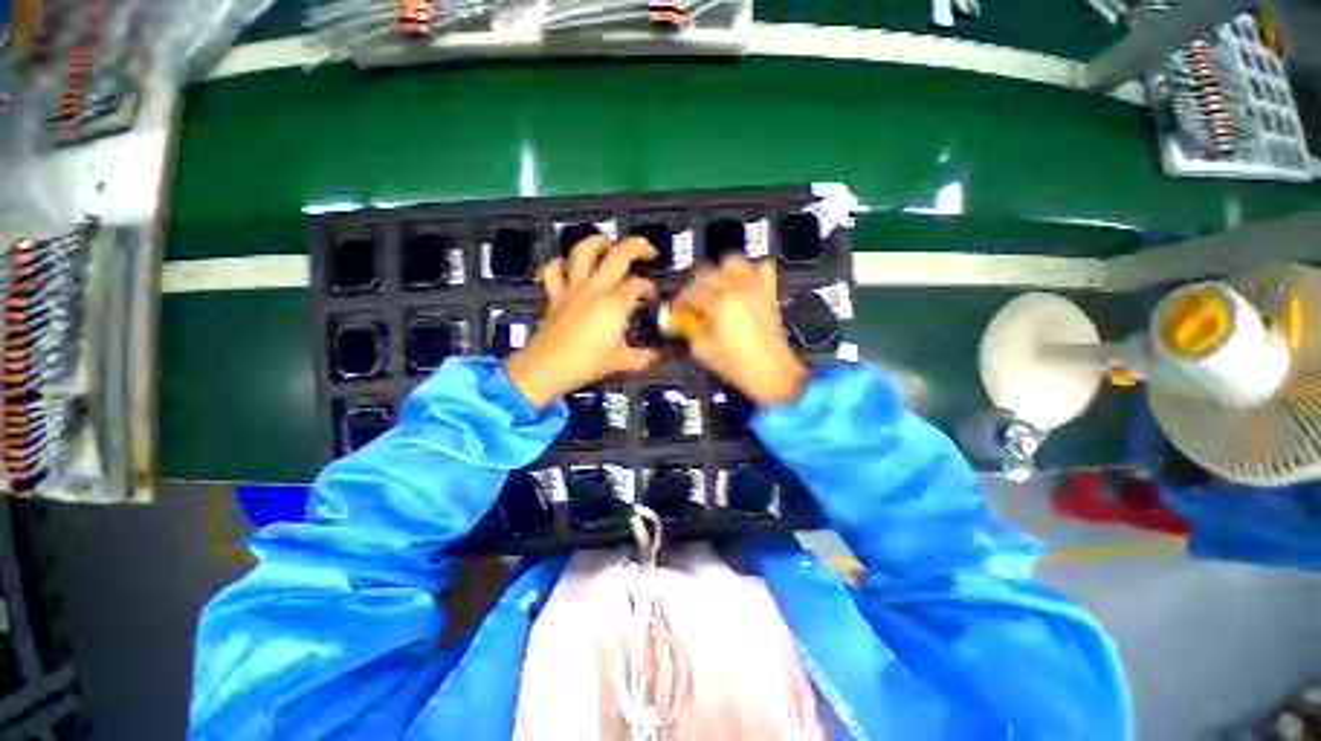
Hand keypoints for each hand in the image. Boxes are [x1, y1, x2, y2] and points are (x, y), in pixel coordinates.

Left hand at [506, 236, 660, 408]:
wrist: (548, 368)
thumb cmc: (588, 363)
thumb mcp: (622, 362)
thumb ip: (645, 357)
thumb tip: (661, 355)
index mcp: (615, 303)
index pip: (638, 285)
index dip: (649, 287)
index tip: (653, 297)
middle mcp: (595, 288)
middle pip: (618, 254)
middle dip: (638, 247)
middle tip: (648, 252)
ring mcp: (572, 288)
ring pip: (583, 251)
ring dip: (598, 242)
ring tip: (609, 245)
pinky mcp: (554, 295)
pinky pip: (553, 271)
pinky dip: (560, 264)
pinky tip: (569, 267)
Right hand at [674, 256, 807, 405]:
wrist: (773, 373)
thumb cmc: (736, 365)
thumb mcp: (703, 351)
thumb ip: (688, 331)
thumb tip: (677, 322)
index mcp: (719, 304)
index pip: (690, 293)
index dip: (678, 301)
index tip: (675, 310)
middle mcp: (737, 289)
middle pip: (706, 273)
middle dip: (694, 287)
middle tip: (691, 303)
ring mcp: (756, 288)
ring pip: (733, 262)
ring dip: (720, 272)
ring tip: (716, 288)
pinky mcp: (769, 292)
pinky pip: (762, 268)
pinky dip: (750, 271)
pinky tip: (743, 284)